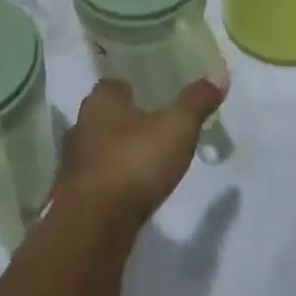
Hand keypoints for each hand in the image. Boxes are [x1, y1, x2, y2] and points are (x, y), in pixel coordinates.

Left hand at [56, 78, 227, 228]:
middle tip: (152, 128)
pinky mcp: (75, 194)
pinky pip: (97, 178)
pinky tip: (131, 189)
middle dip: (125, 121)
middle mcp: (81, 125)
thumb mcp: (177, 128)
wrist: (96, 222)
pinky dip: (112, 180)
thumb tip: (221, 73)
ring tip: (145, 160)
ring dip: (117, 152)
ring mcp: (74, 161)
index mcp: (101, 102)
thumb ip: (196, 101)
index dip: (132, 89)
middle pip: (104, 116)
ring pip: (99, 147)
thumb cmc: (135, 161)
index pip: (113, 85)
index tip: (151, 96)